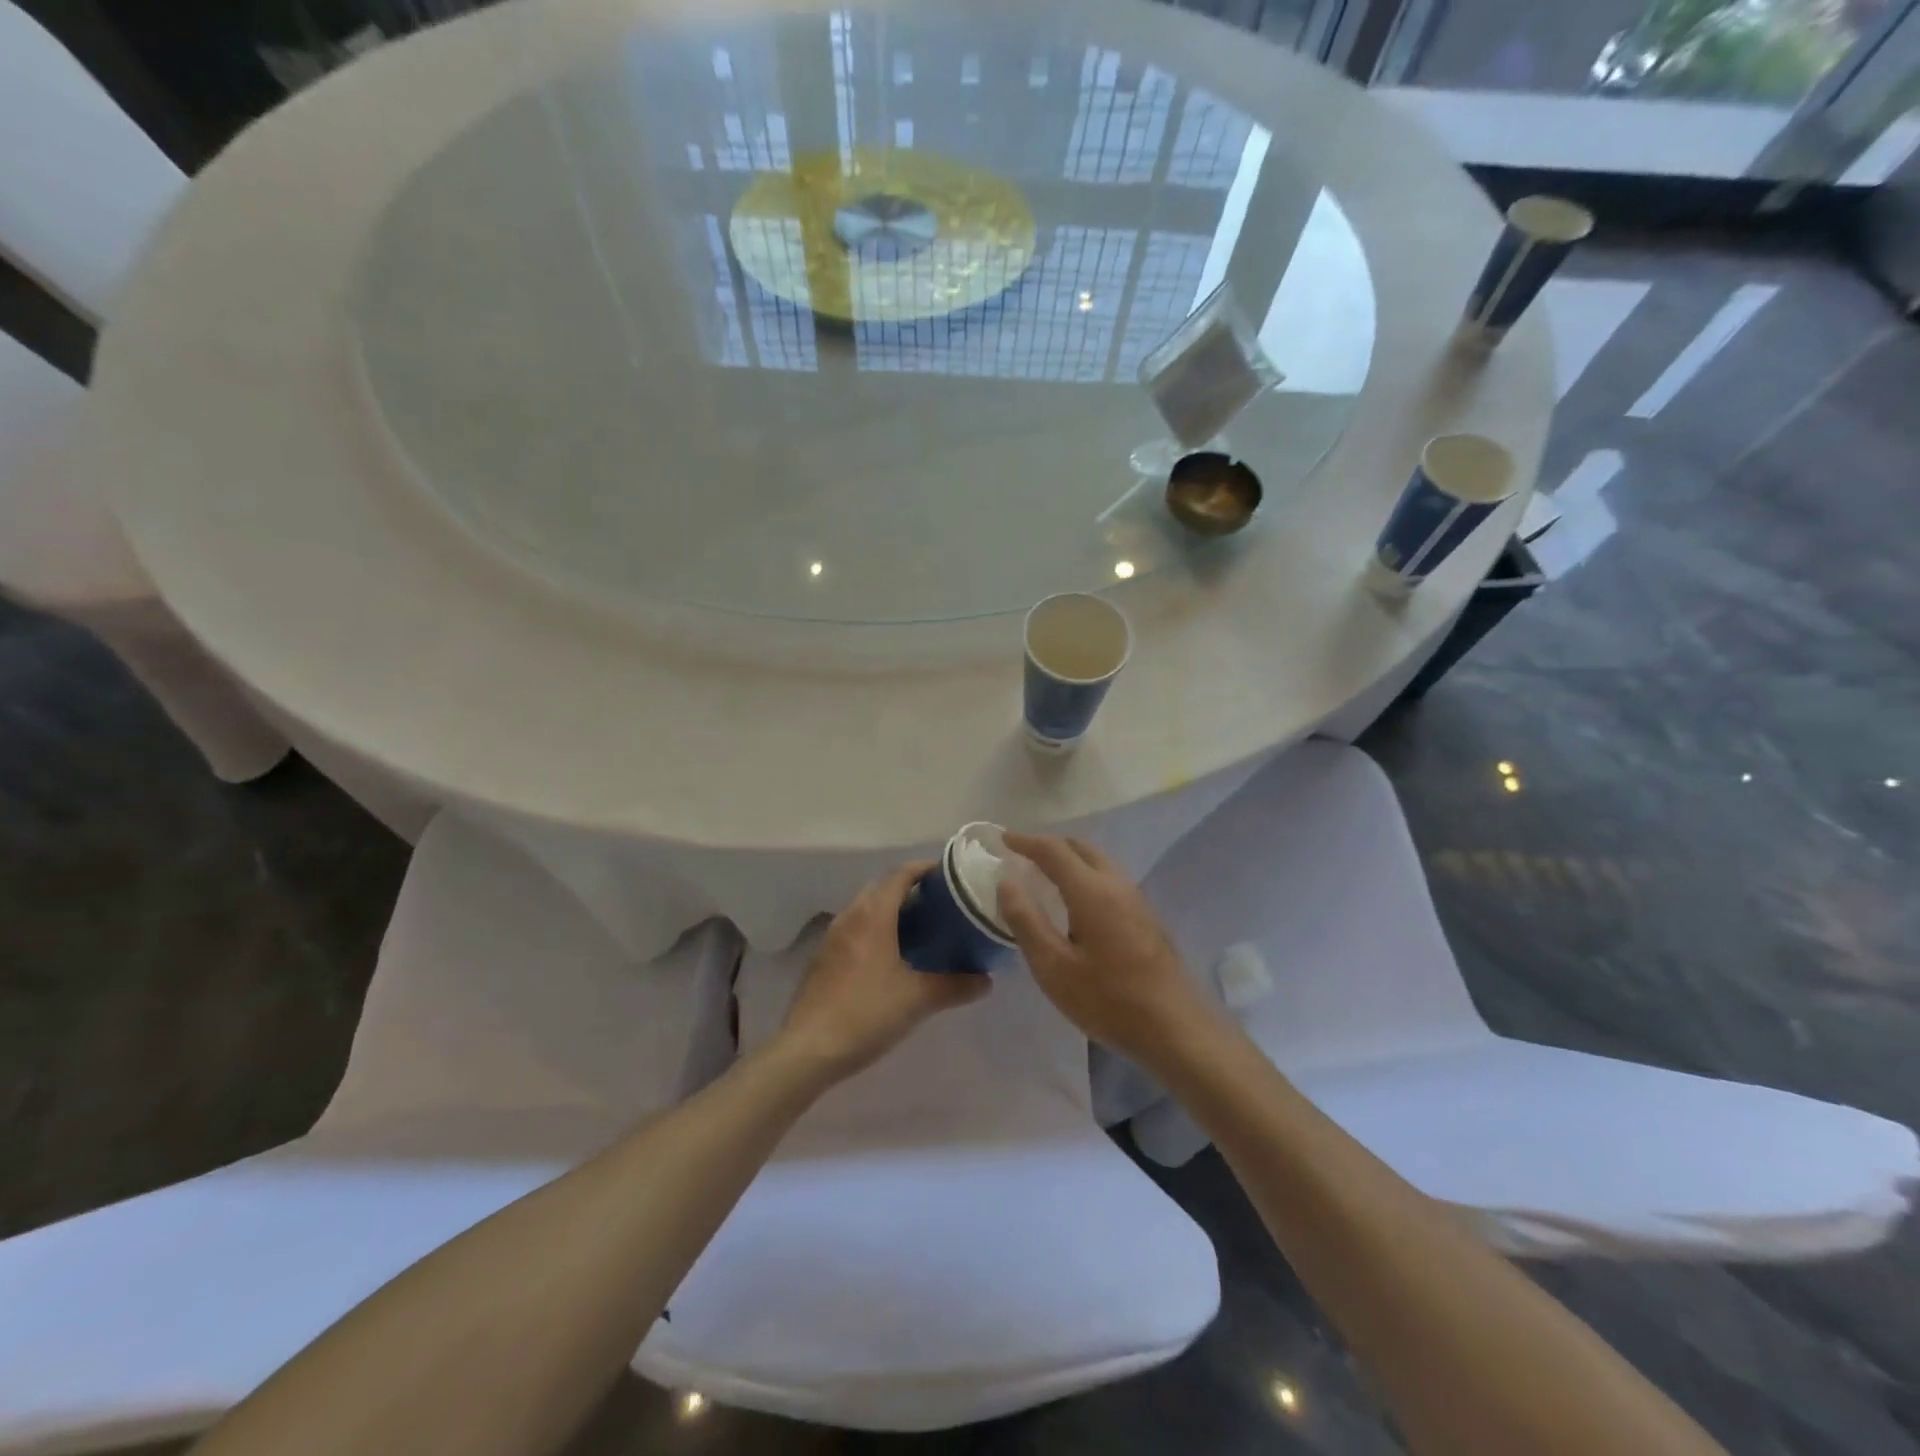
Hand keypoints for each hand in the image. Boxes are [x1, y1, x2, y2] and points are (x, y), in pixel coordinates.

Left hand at [777, 861, 990, 1081]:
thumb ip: (955, 986)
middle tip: (939, 905)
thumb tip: (987, 981)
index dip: (924, 869)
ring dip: (889, 910)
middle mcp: (850, 917)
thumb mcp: (918, 999)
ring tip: (918, 929)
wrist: (808, 1049)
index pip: (900, 875)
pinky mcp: (822, 959)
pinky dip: (873, 930)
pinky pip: (853, 930)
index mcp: (873, 915)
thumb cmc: (867, 1013)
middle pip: (881, 887)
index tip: (948, 875)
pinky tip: (888, 957)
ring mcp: (831, 938)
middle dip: (908, 889)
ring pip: (864, 909)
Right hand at [997, 833, 1220, 1067]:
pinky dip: (1085, 874)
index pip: (1054, 850)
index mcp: (1092, 891)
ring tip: (1045, 874)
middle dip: (1049, 845)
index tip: (1003, 839)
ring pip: (1099, 862)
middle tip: (1022, 854)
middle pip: (1080, 848)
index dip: (1025, 841)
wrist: (1175, 1028)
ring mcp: (1137, 899)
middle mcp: (1116, 884)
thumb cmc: (1108, 1000)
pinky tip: (1076, 901)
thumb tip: (1006, 882)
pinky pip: (1109, 879)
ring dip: (1070, 859)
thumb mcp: (1053, 968)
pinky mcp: (1146, 916)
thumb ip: (1026, 921)